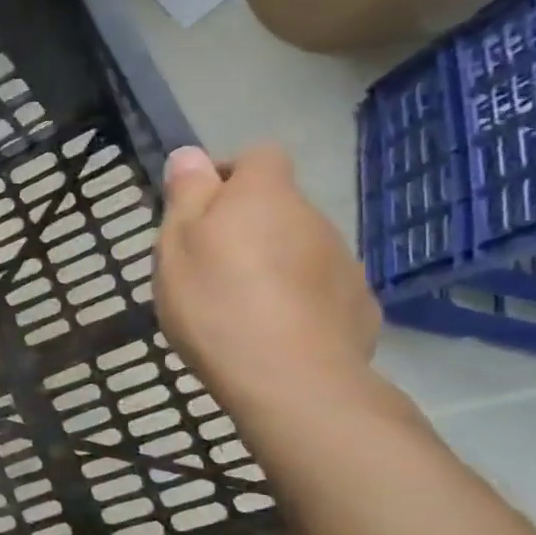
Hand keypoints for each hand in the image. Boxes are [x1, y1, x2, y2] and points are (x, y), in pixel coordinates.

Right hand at [154, 144, 379, 413]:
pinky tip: (275, 332)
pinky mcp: (359, 306)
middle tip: (209, 267)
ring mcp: (343, 262)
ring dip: (273, 264)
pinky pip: (320, 289)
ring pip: (299, 248)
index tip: (200, 209)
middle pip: (278, 207)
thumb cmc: (216, 302)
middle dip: (247, 226)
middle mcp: (313, 217)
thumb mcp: (176, 245)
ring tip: (240, 307)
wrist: (290, 380)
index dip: (228, 175)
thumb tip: (191, 154)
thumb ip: (187, 195)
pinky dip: (298, 300)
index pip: (257, 156)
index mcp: (265, 196)